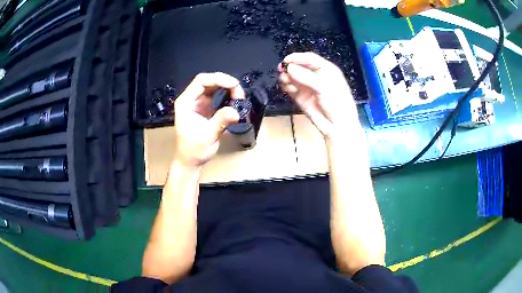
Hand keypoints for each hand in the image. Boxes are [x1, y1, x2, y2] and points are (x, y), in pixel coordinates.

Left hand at [173, 73, 243, 167]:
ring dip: (227, 89)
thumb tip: (236, 111)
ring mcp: (197, 103)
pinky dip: (227, 96)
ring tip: (239, 97)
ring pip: (213, 87)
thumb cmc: (194, 150)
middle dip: (225, 84)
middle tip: (240, 94)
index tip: (235, 85)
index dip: (218, 79)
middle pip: (208, 81)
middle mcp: (190, 99)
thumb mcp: (208, 136)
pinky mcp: (204, 108)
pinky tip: (235, 101)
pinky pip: (216, 96)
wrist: (190, 161)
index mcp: (185, 102)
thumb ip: (221, 121)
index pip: (201, 81)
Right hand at [279, 52, 360, 140]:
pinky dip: (287, 87)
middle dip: (290, 68)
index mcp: (326, 69)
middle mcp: (315, 76)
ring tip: (285, 82)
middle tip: (281, 71)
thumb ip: (306, 77)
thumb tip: (288, 68)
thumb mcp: (324, 87)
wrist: (337, 126)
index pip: (309, 58)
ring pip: (292, 77)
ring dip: (287, 77)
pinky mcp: (300, 96)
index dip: (297, 58)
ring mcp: (307, 86)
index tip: (286, 61)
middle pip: (299, 66)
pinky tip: (288, 89)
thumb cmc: (337, 103)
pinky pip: (290, 87)